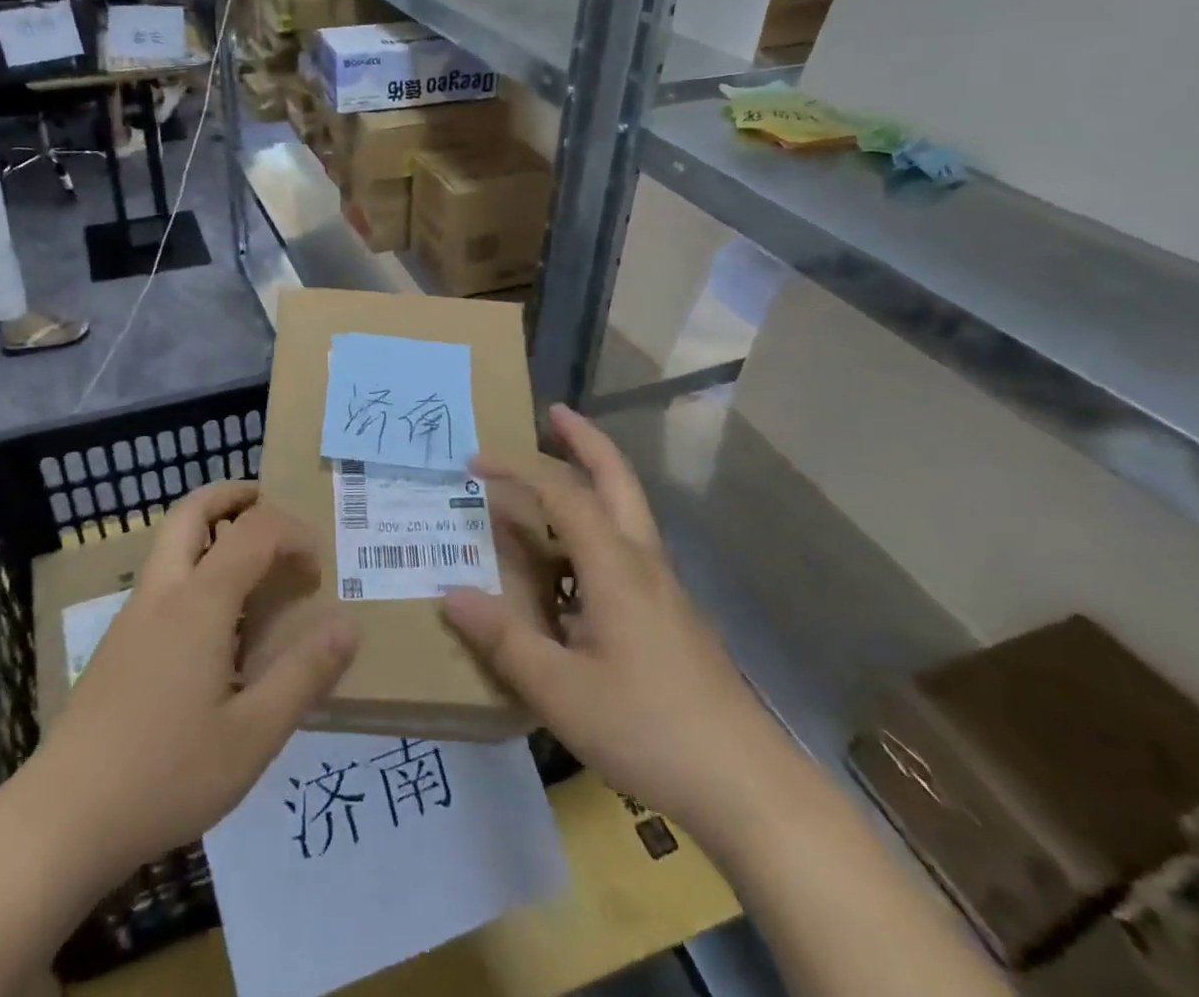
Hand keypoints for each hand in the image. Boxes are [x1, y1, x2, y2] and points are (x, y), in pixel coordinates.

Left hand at [31, 482, 358, 879]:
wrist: (63, 819)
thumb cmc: (166, 774)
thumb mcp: (252, 735)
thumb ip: (304, 674)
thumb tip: (349, 626)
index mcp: (199, 602)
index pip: (254, 532)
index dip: (293, 535)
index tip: (317, 572)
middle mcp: (163, 592)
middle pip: (192, 511)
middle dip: (233, 495)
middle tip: (268, 505)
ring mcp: (133, 614)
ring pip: (170, 539)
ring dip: (210, 526)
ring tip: (249, 558)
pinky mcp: (119, 641)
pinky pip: (162, 575)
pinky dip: (194, 562)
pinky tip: (214, 619)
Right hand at [442, 406, 767, 830]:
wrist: (748, 785)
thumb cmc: (649, 728)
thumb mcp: (561, 691)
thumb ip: (503, 639)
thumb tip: (450, 594)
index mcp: (615, 565)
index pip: (561, 492)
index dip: (516, 469)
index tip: (473, 462)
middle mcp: (643, 561)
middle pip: (617, 478)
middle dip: (585, 439)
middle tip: (553, 413)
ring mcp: (663, 588)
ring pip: (627, 512)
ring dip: (593, 481)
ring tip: (548, 486)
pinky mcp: (671, 615)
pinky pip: (626, 550)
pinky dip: (595, 530)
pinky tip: (571, 570)